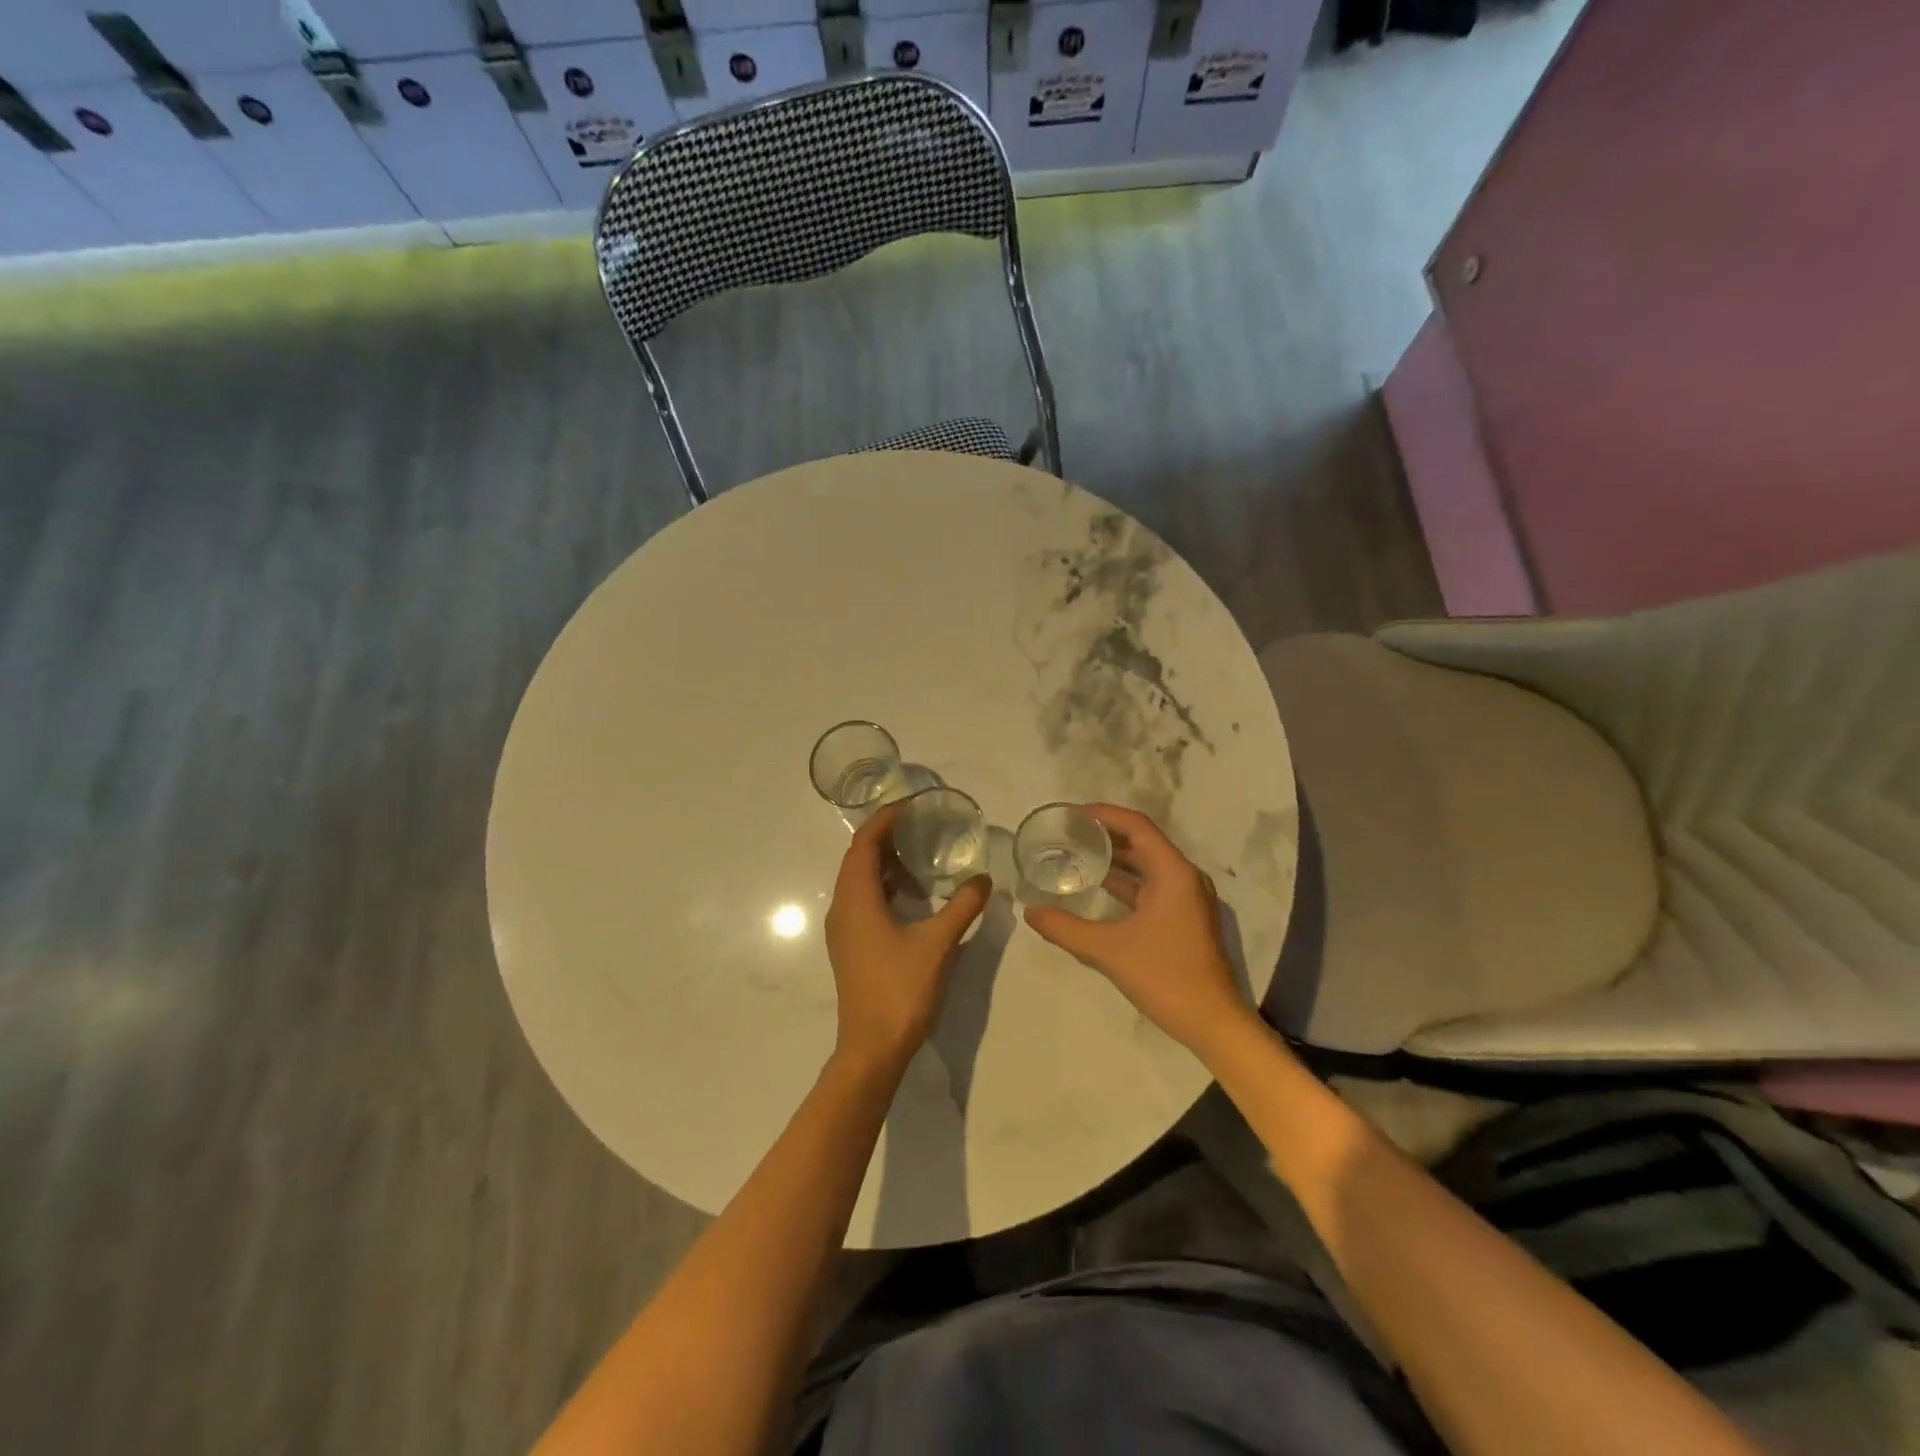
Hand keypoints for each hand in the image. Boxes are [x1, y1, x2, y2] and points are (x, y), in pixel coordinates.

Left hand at [824, 802, 990, 1075]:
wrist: (872, 1048)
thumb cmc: (901, 989)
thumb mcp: (939, 943)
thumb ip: (963, 906)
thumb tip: (985, 879)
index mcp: (856, 898)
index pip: (864, 843)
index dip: (885, 819)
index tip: (913, 805)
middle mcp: (842, 907)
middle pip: (858, 857)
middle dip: (887, 837)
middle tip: (922, 825)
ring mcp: (843, 928)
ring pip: (859, 880)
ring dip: (885, 862)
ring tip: (921, 854)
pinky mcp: (850, 945)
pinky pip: (862, 900)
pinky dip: (884, 886)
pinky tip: (913, 895)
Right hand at [1024, 804, 1254, 1058]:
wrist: (1213, 1023)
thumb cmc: (1165, 977)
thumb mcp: (1108, 950)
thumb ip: (1066, 928)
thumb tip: (1030, 911)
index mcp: (1173, 872)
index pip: (1137, 826)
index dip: (1103, 814)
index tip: (1071, 814)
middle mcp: (1184, 877)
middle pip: (1141, 841)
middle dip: (1105, 834)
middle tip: (1067, 832)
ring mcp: (1186, 898)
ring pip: (1146, 865)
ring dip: (1115, 858)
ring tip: (1076, 853)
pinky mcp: (1184, 917)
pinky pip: (1150, 886)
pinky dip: (1125, 882)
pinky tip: (1097, 887)